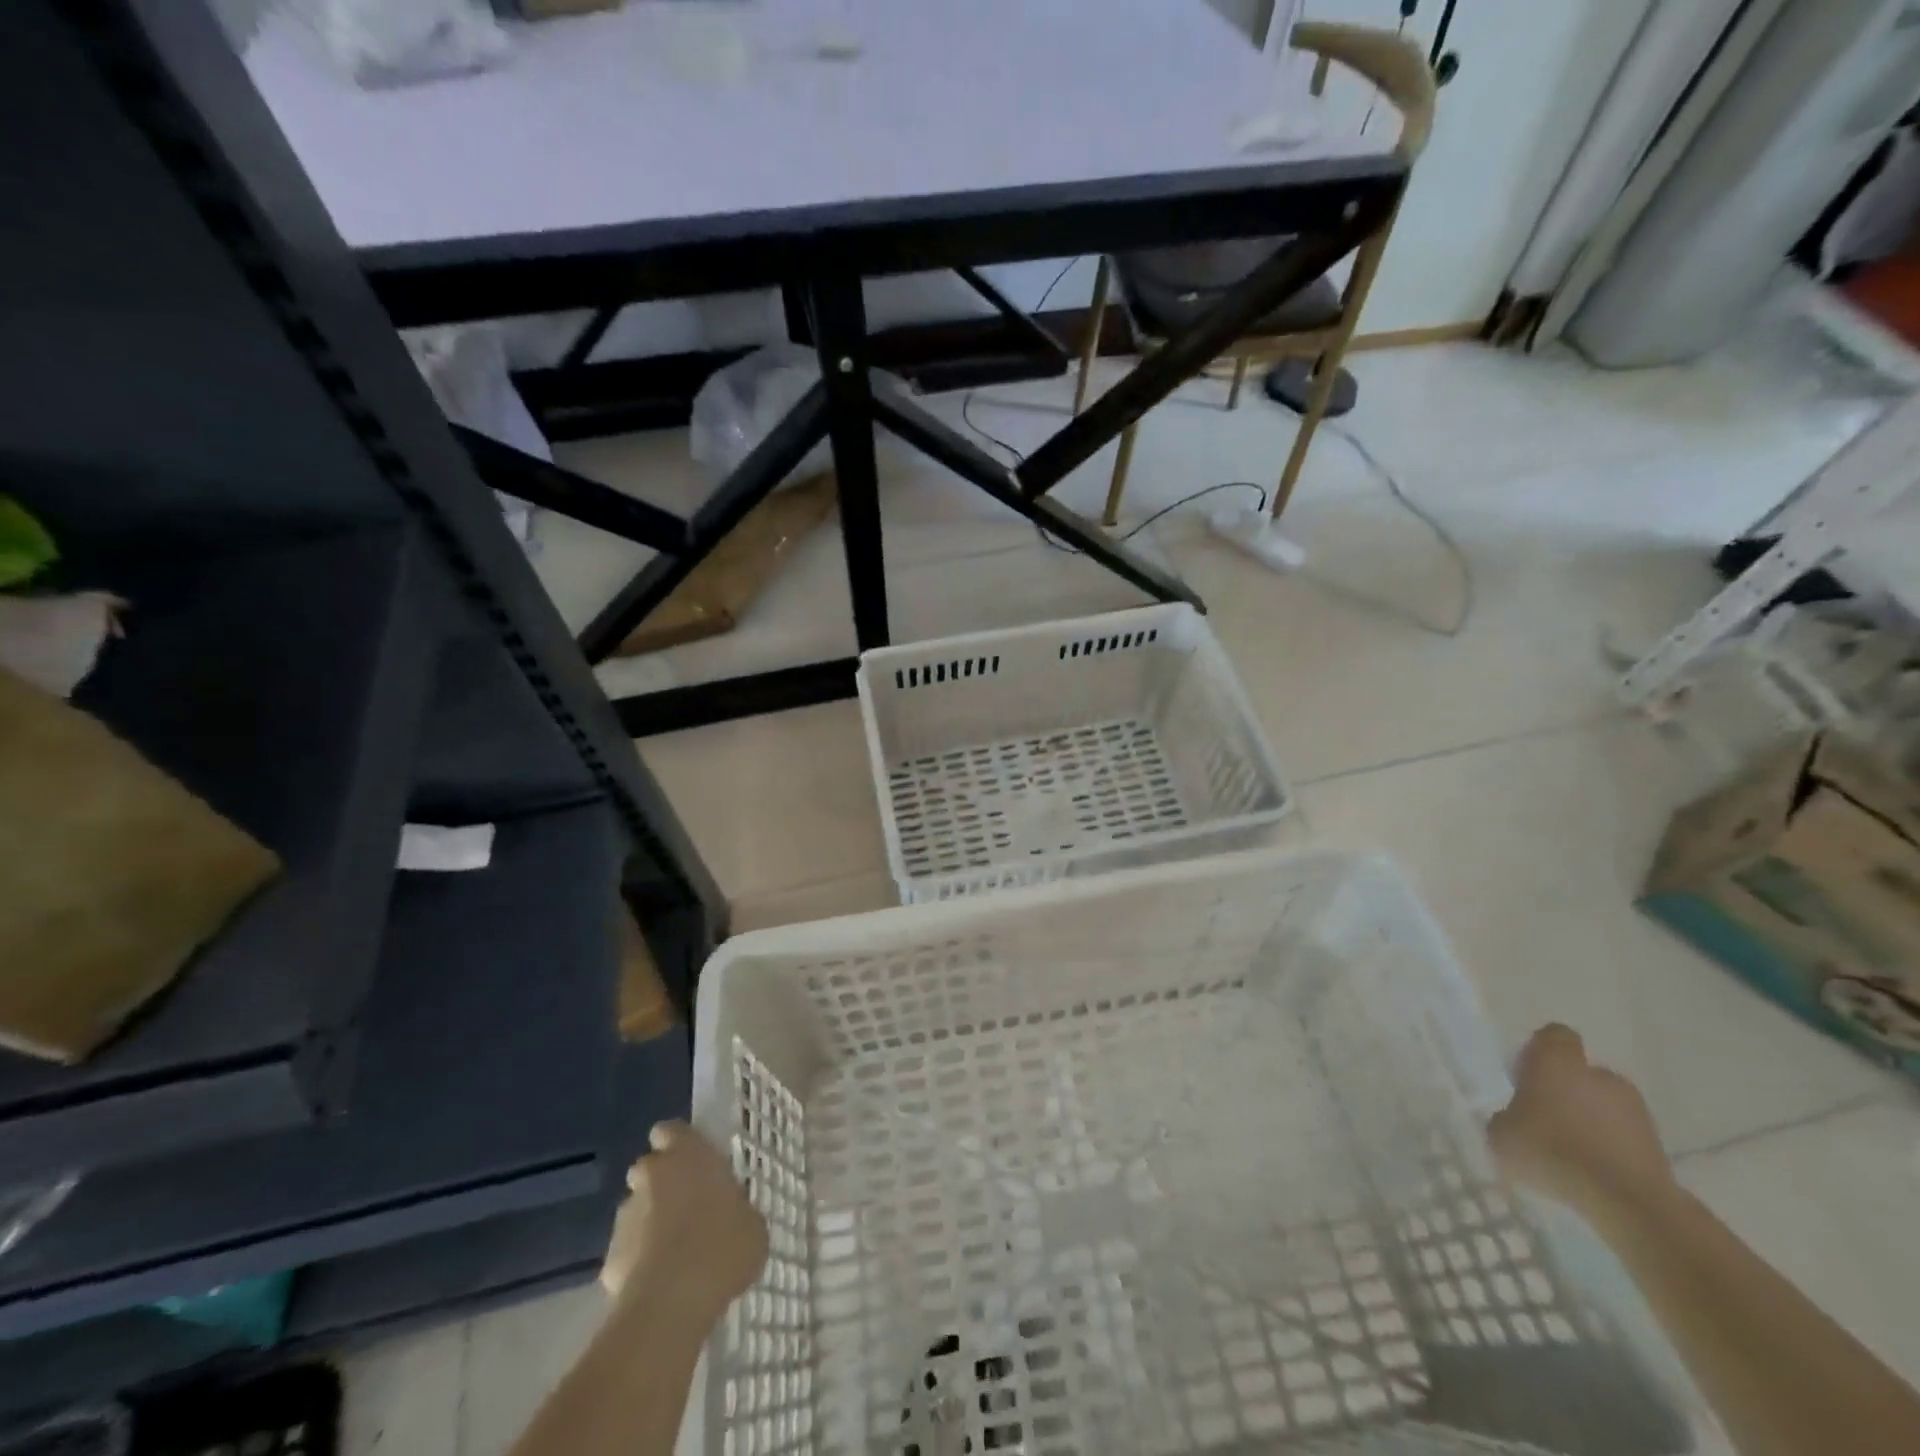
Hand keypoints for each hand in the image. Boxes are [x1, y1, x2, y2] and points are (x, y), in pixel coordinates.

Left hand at [601, 1122, 768, 1317]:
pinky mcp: (608, 1258)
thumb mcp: (751, 1223)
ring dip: (649, 1221)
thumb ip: (736, 1208)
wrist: (673, 1301)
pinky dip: (638, 1260)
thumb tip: (730, 1215)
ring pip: (635, 1209)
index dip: (677, 1143)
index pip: (670, 1130)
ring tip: (673, 1252)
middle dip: (661, 1183)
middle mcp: (652, 1174)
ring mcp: (625, 1215)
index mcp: (688, 1154)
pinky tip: (659, 1283)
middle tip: (686, 1206)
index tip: (691, 1161)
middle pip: (649, 1167)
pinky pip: (626, 1251)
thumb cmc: (723, 1244)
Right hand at [1486, 1024, 1678, 1228]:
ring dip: (1592, 1120)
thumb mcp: (1501, 1133)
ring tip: (1573, 1152)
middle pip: (1583, 1073)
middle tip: (1547, 1119)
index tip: (1527, 1076)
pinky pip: (1624, 1137)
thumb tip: (1518, 1120)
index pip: (1554, 1036)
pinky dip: (1611, 1147)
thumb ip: (1507, 1117)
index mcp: (1558, 1061)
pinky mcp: (1659, 1145)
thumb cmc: (1551, 1150)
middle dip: (1568, 1091)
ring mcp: (1636, 1110)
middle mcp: (1600, 1075)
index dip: (1540, 1051)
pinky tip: (1595, 1172)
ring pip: (1606, 1105)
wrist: (1626, 1201)